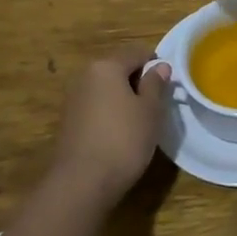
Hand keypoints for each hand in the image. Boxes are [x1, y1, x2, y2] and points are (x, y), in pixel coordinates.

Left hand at [48, 42, 171, 204]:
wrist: (82, 183)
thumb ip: (155, 84)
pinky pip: (96, 106)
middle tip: (156, 104)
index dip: (156, 64)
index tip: (168, 85)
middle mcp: (85, 76)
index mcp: (106, 66)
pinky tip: (120, 133)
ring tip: (140, 120)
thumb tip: (160, 66)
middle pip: (118, 68)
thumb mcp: (150, 110)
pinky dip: (110, 112)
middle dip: (138, 81)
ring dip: (123, 97)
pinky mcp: (68, 121)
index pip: (137, 52)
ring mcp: (73, 98)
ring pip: (106, 88)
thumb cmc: (123, 140)